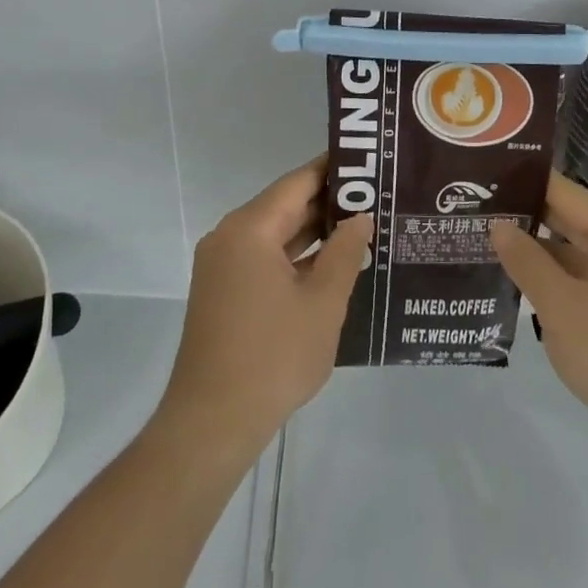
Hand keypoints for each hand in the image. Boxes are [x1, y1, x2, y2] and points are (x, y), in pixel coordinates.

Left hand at [154, 156, 370, 468]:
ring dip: (313, 232)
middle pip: (284, 205)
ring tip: (362, 227)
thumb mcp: (322, 303)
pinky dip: (295, 257)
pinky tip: (331, 265)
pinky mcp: (222, 291)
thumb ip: (345, 253)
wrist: (212, 423)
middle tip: (376, 197)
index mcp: (249, 229)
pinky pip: (263, 258)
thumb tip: (360, 217)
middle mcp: (229, 236)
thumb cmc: (273, 357)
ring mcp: (222, 265)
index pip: (297, 183)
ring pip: (274, 234)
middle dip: (328, 203)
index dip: (333, 171)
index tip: (368, 164)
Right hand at [490, 173, 587, 454]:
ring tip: (499, 252)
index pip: (563, 192)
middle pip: (576, 220)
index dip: (523, 185)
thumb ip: (527, 262)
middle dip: (531, 221)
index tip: (486, 184)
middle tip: (483, 216)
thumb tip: (500, 227)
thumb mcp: (561, 307)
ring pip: (585, 254)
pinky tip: (535, 291)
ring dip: (547, 255)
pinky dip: (568, 281)